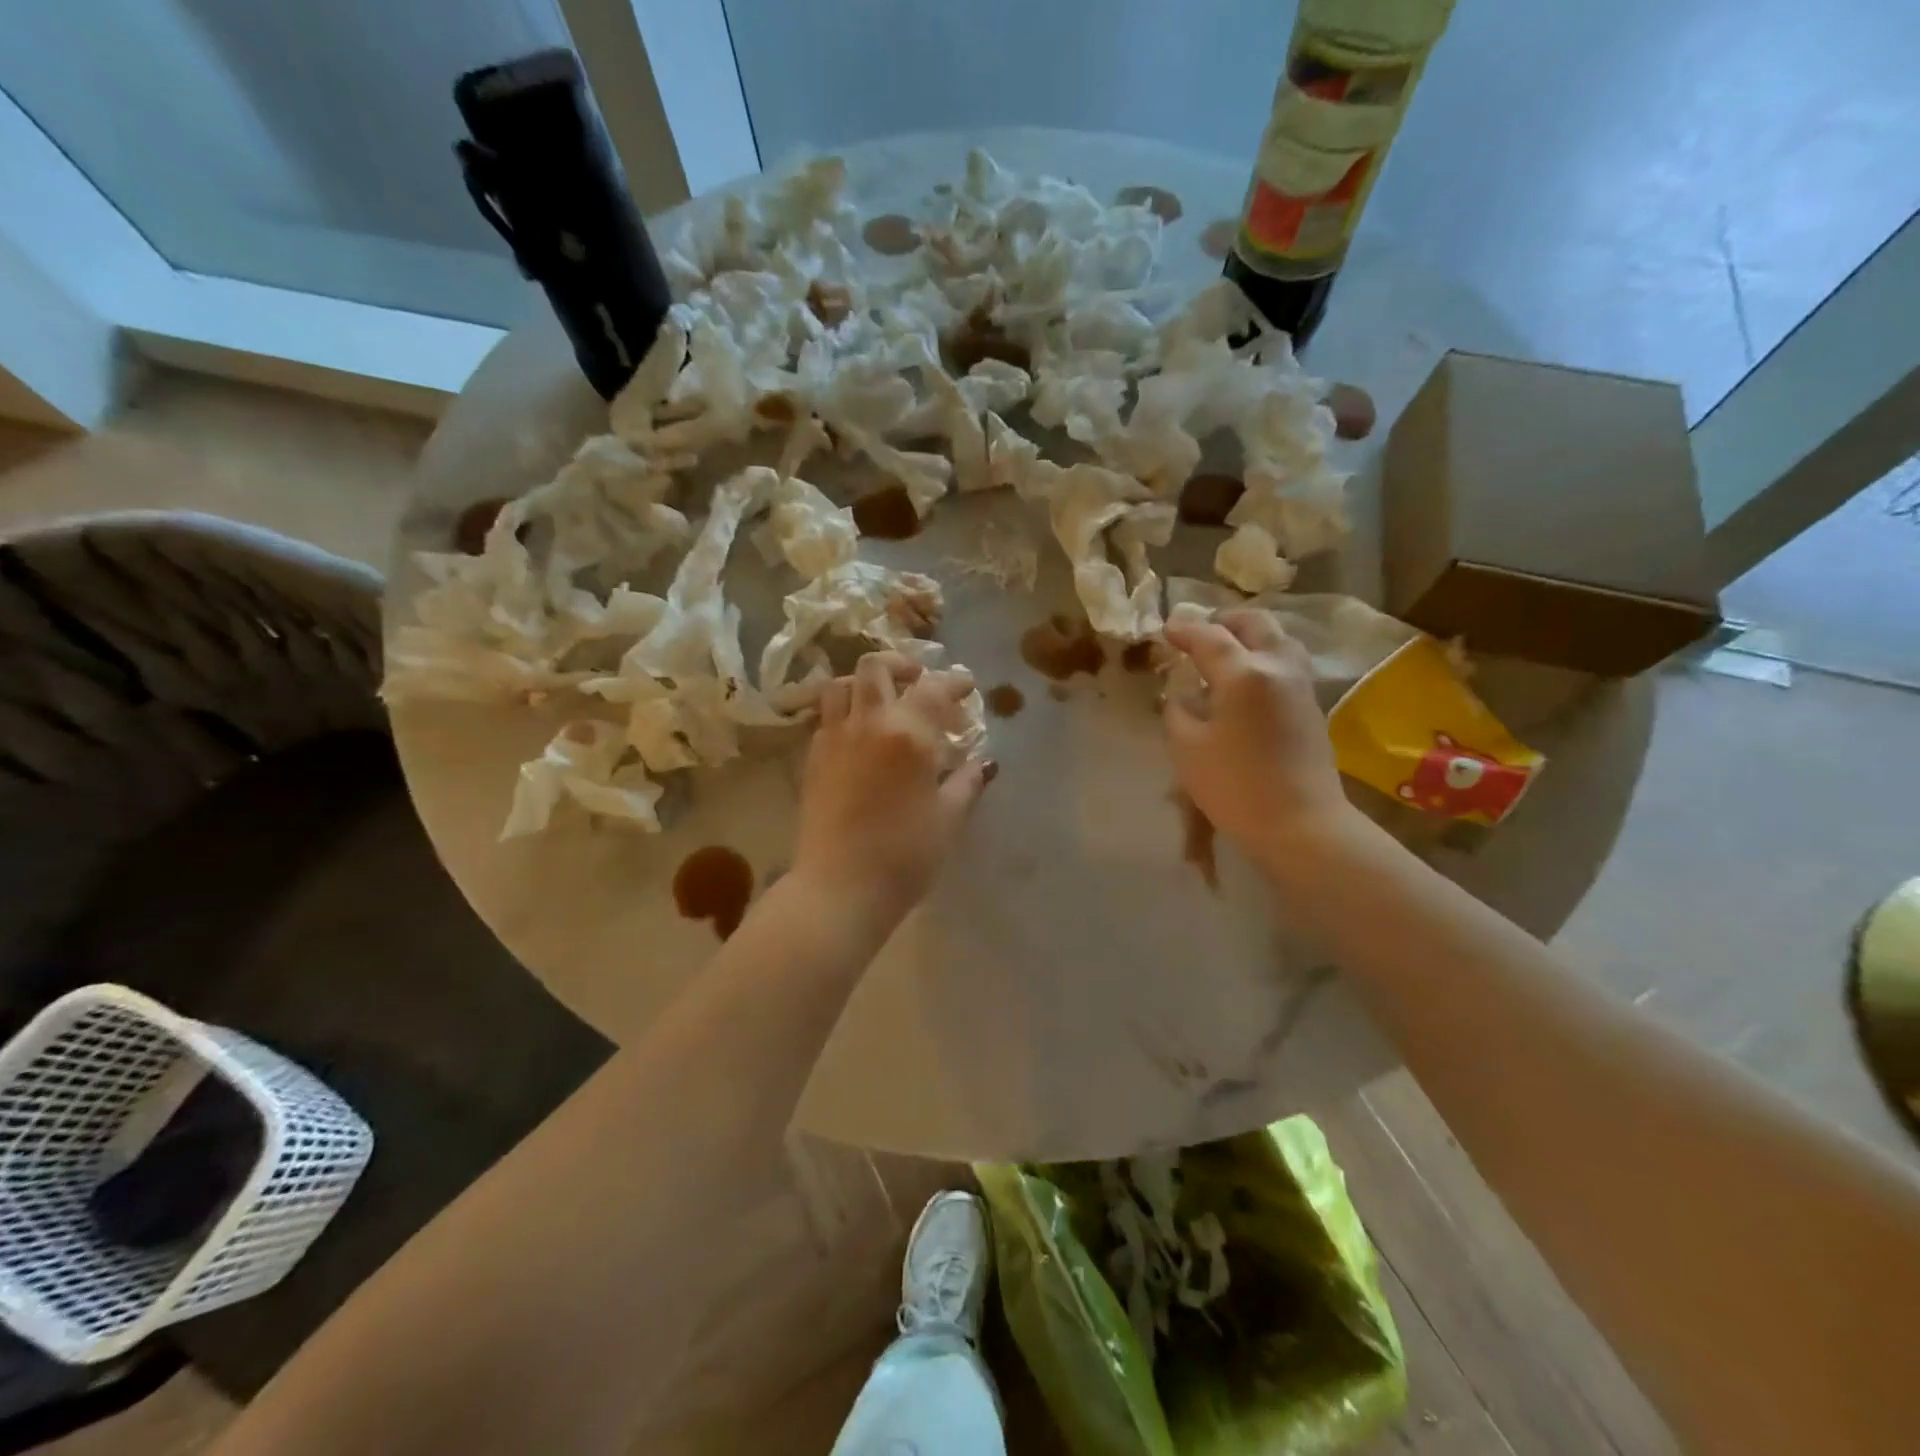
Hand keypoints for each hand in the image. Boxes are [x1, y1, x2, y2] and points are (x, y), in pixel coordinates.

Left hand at [793, 652, 990, 921]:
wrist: (838, 887)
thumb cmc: (905, 856)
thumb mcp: (948, 819)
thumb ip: (967, 782)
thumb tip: (983, 763)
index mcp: (909, 733)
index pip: (934, 687)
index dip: (955, 681)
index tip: (967, 686)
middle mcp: (868, 723)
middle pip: (876, 666)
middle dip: (902, 665)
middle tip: (919, 681)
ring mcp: (834, 737)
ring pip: (842, 684)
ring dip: (865, 683)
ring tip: (883, 702)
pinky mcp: (812, 758)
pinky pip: (827, 716)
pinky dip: (846, 712)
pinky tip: (860, 737)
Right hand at [1163, 609, 1354, 864]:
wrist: (1301, 824)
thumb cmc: (1235, 787)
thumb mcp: (1187, 748)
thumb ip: (1179, 711)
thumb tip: (1183, 695)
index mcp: (1244, 673)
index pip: (1209, 637)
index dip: (1184, 630)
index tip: (1166, 629)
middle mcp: (1278, 667)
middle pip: (1254, 624)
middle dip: (1224, 622)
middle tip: (1198, 634)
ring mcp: (1301, 685)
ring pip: (1278, 639)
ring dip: (1249, 636)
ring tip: (1225, 652)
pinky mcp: (1311, 706)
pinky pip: (1286, 662)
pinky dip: (1263, 656)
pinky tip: (1245, 679)